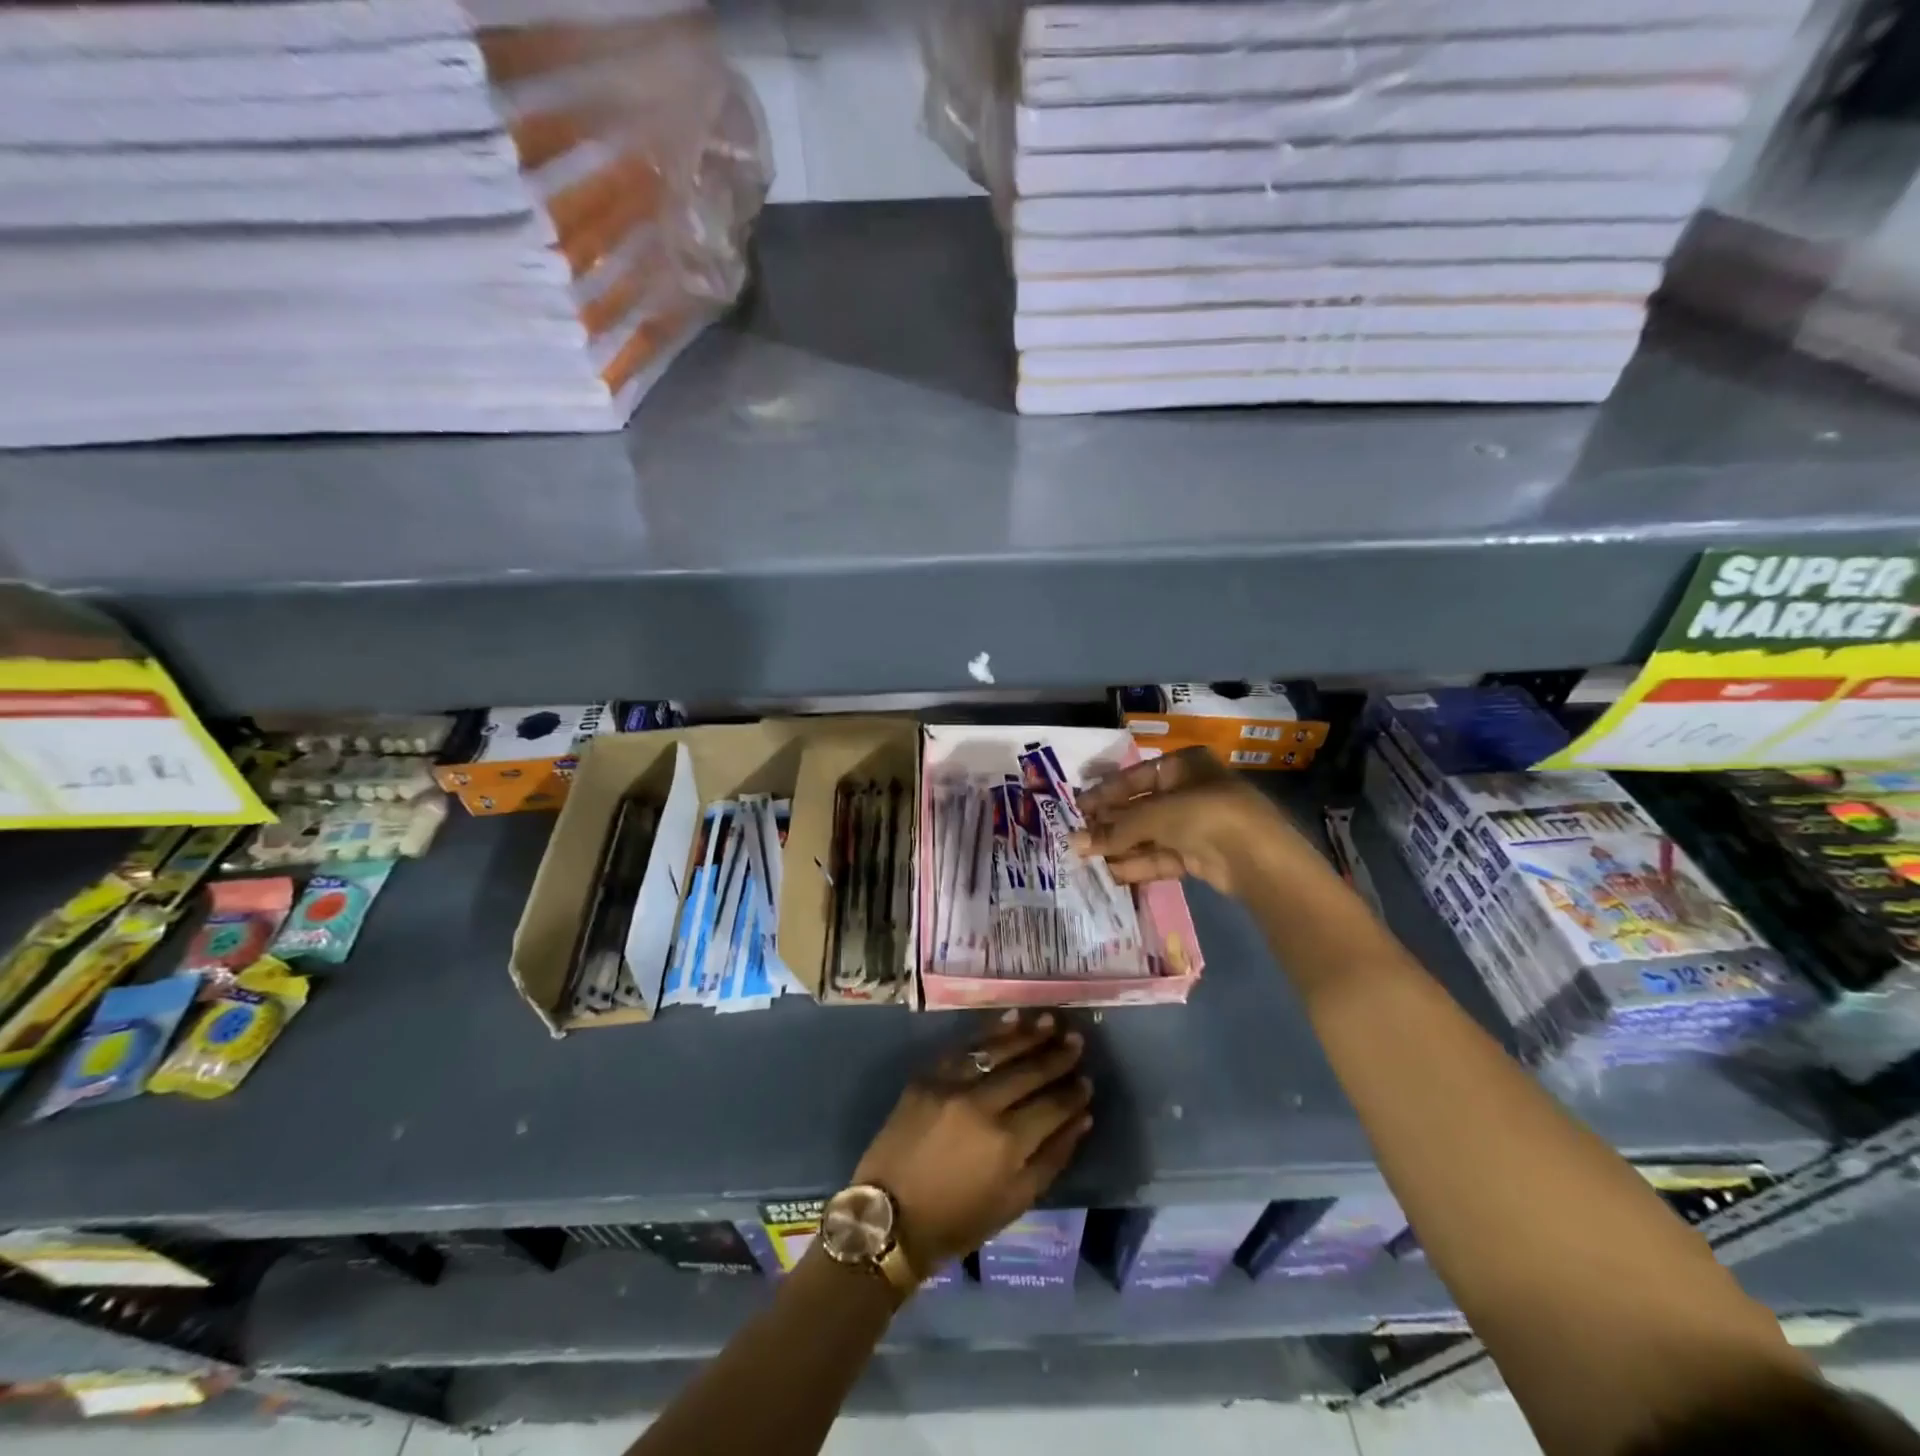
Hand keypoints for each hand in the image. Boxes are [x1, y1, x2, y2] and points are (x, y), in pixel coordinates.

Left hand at [853, 1011, 1091, 1274]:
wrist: (890, 1218)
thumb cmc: (957, 1220)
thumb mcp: (1014, 1202)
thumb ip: (1052, 1158)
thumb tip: (1082, 1119)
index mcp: (1007, 1142)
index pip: (1051, 1106)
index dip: (1073, 1093)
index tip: (1087, 1080)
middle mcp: (982, 1105)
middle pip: (1028, 1072)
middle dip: (1056, 1056)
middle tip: (1077, 1040)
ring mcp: (952, 1086)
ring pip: (998, 1051)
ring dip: (1027, 1034)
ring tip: (1049, 1020)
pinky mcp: (928, 1076)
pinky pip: (965, 1047)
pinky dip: (989, 1032)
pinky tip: (1011, 1020)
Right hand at [1070, 745, 1313, 899]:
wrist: (1256, 857)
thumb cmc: (1203, 814)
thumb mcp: (1154, 814)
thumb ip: (1114, 829)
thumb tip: (1074, 841)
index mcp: (1184, 765)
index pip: (1135, 777)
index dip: (1106, 793)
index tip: (1078, 808)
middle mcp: (1190, 791)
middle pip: (1142, 807)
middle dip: (1111, 824)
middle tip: (1079, 836)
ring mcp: (1197, 825)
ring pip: (1150, 834)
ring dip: (1121, 846)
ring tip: (1087, 857)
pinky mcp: (1200, 855)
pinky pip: (1162, 856)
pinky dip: (1139, 863)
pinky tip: (1111, 872)